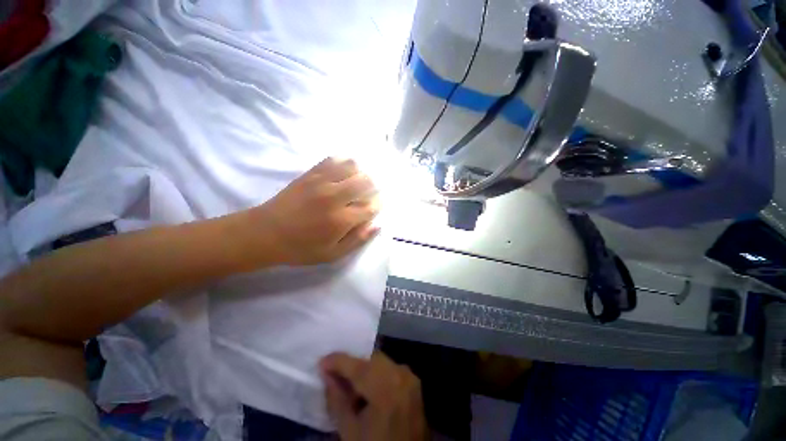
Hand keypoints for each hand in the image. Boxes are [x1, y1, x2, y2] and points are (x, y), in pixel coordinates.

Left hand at [251, 157, 380, 265]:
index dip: (378, 205)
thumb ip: (357, 240)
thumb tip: (377, 226)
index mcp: (342, 220)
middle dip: (373, 187)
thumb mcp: (332, 254)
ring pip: (352, 166)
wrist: (265, 233)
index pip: (371, 206)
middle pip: (366, 181)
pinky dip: (343, 163)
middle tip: (368, 194)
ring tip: (356, 182)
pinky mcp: (310, 174)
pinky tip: (343, 171)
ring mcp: (322, 182)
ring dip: (360, 173)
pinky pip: (333, 160)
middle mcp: (335, 197)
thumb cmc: (301, 248)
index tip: (375, 207)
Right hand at [320, 352, 427, 440]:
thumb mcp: (350, 432)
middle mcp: (401, 375)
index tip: (322, 362)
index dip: (338, 361)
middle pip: (371, 360)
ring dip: (363, 368)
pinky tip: (367, 388)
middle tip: (334, 375)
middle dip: (351, 364)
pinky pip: (390, 368)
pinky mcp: (413, 381)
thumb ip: (336, 400)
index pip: (358, 367)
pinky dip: (376, 373)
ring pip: (380, 361)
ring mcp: (410, 377)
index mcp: (387, 389)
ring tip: (350, 384)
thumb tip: (327, 375)